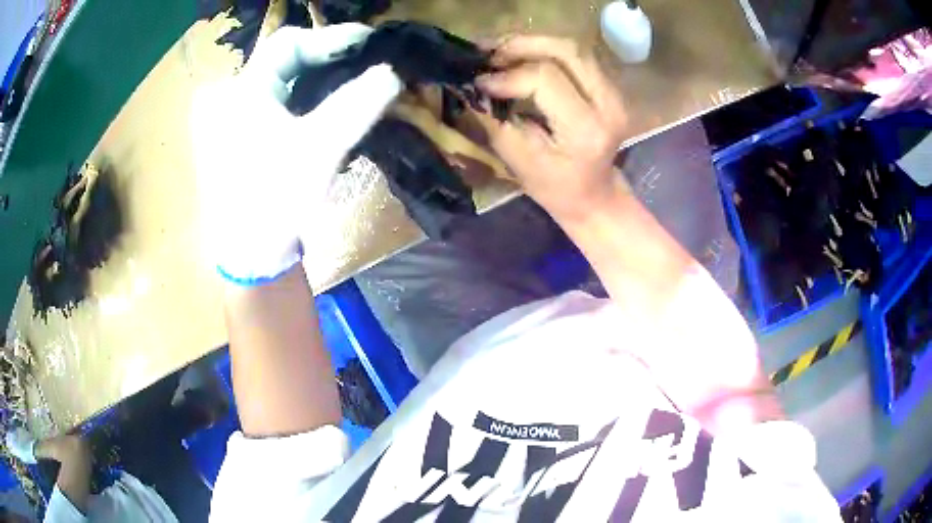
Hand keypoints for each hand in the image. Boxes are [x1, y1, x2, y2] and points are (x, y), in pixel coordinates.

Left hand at [191, 25, 401, 283]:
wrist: (248, 258)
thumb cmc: (275, 201)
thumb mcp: (319, 149)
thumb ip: (357, 105)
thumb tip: (391, 72)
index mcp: (239, 92)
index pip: (287, 44)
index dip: (330, 38)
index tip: (369, 42)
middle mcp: (228, 97)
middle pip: (283, 61)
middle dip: (326, 58)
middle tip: (366, 61)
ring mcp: (231, 119)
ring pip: (281, 82)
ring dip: (318, 79)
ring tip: (354, 80)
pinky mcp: (239, 137)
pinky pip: (276, 103)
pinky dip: (305, 99)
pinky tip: (327, 106)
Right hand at [475, 35, 628, 222]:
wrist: (594, 194)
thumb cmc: (555, 187)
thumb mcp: (519, 162)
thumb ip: (496, 121)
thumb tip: (474, 88)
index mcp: (586, 129)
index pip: (546, 79)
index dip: (509, 75)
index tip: (480, 83)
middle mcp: (608, 104)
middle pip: (566, 51)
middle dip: (521, 45)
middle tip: (488, 53)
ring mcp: (614, 93)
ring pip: (572, 48)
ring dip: (532, 43)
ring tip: (499, 51)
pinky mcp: (610, 87)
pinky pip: (576, 57)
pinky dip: (545, 50)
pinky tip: (520, 56)